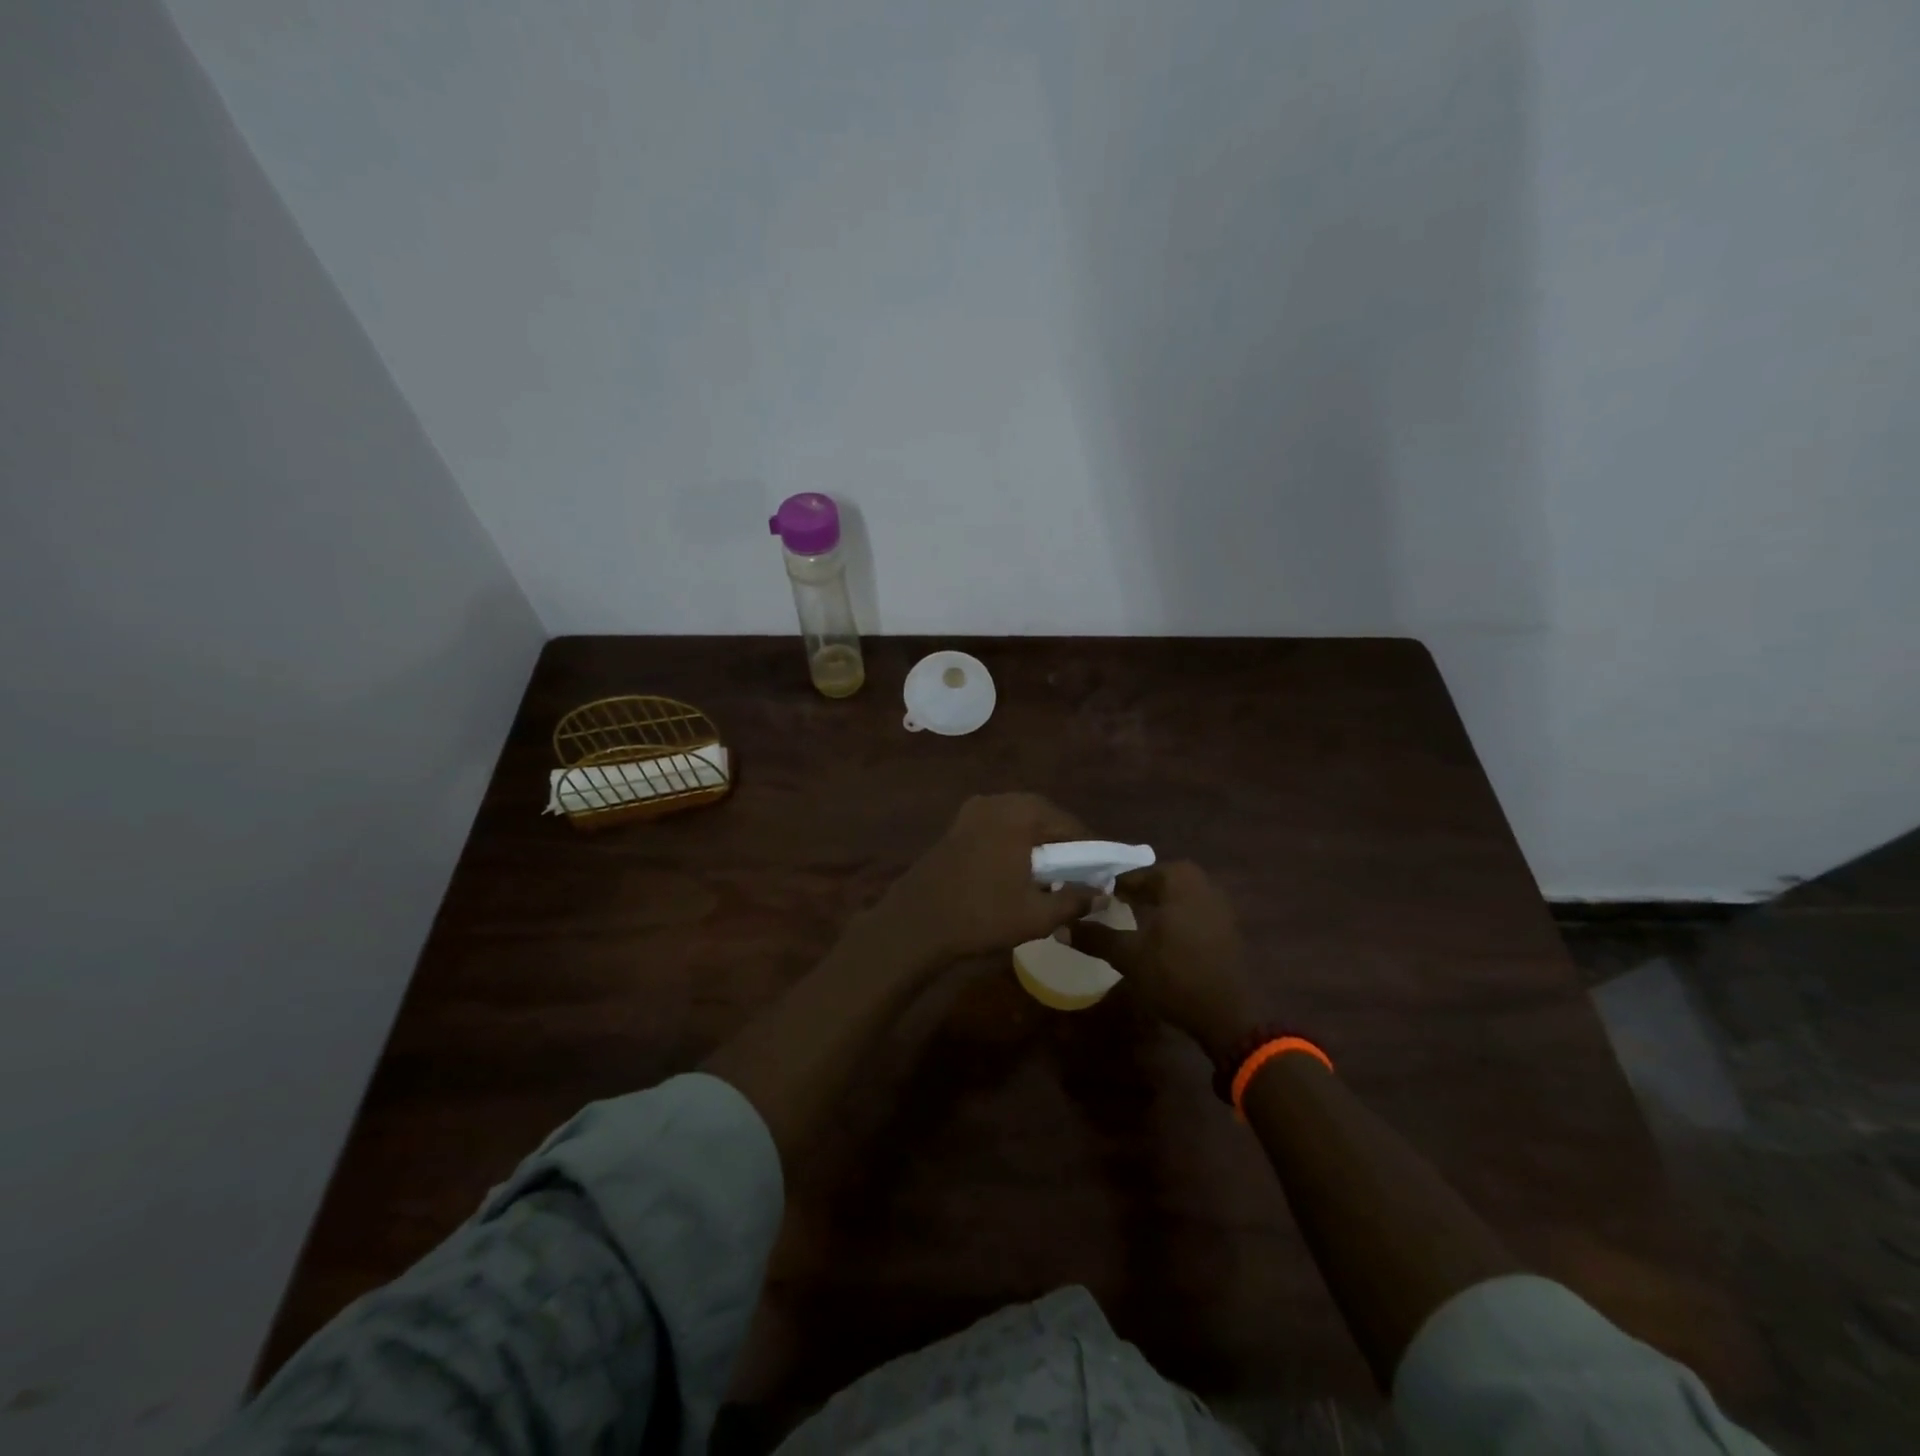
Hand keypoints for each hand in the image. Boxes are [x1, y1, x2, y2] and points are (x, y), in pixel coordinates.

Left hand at [875, 793, 1097, 965]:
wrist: (916, 923)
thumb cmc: (981, 916)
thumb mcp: (1037, 915)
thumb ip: (1075, 901)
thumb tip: (1103, 895)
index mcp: (1021, 814)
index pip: (1070, 825)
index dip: (1091, 850)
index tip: (1103, 873)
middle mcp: (998, 801)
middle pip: (1044, 817)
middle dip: (1063, 844)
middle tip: (1078, 874)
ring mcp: (973, 811)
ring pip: (1020, 820)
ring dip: (1038, 842)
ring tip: (1050, 874)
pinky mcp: (957, 826)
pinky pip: (997, 826)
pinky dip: (1014, 842)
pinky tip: (1017, 870)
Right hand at [1072, 861, 1259, 1062]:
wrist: (1230, 1016)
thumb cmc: (1176, 976)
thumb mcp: (1129, 956)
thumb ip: (1096, 938)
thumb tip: (1061, 928)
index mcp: (1179, 880)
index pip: (1136, 873)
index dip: (1113, 887)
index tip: (1094, 898)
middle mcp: (1203, 884)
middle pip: (1161, 880)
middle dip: (1138, 891)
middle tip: (1114, 906)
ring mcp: (1221, 906)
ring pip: (1179, 896)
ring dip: (1158, 904)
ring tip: (1134, 922)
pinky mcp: (1229, 929)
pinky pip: (1194, 912)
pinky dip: (1176, 918)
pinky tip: (1161, 940)